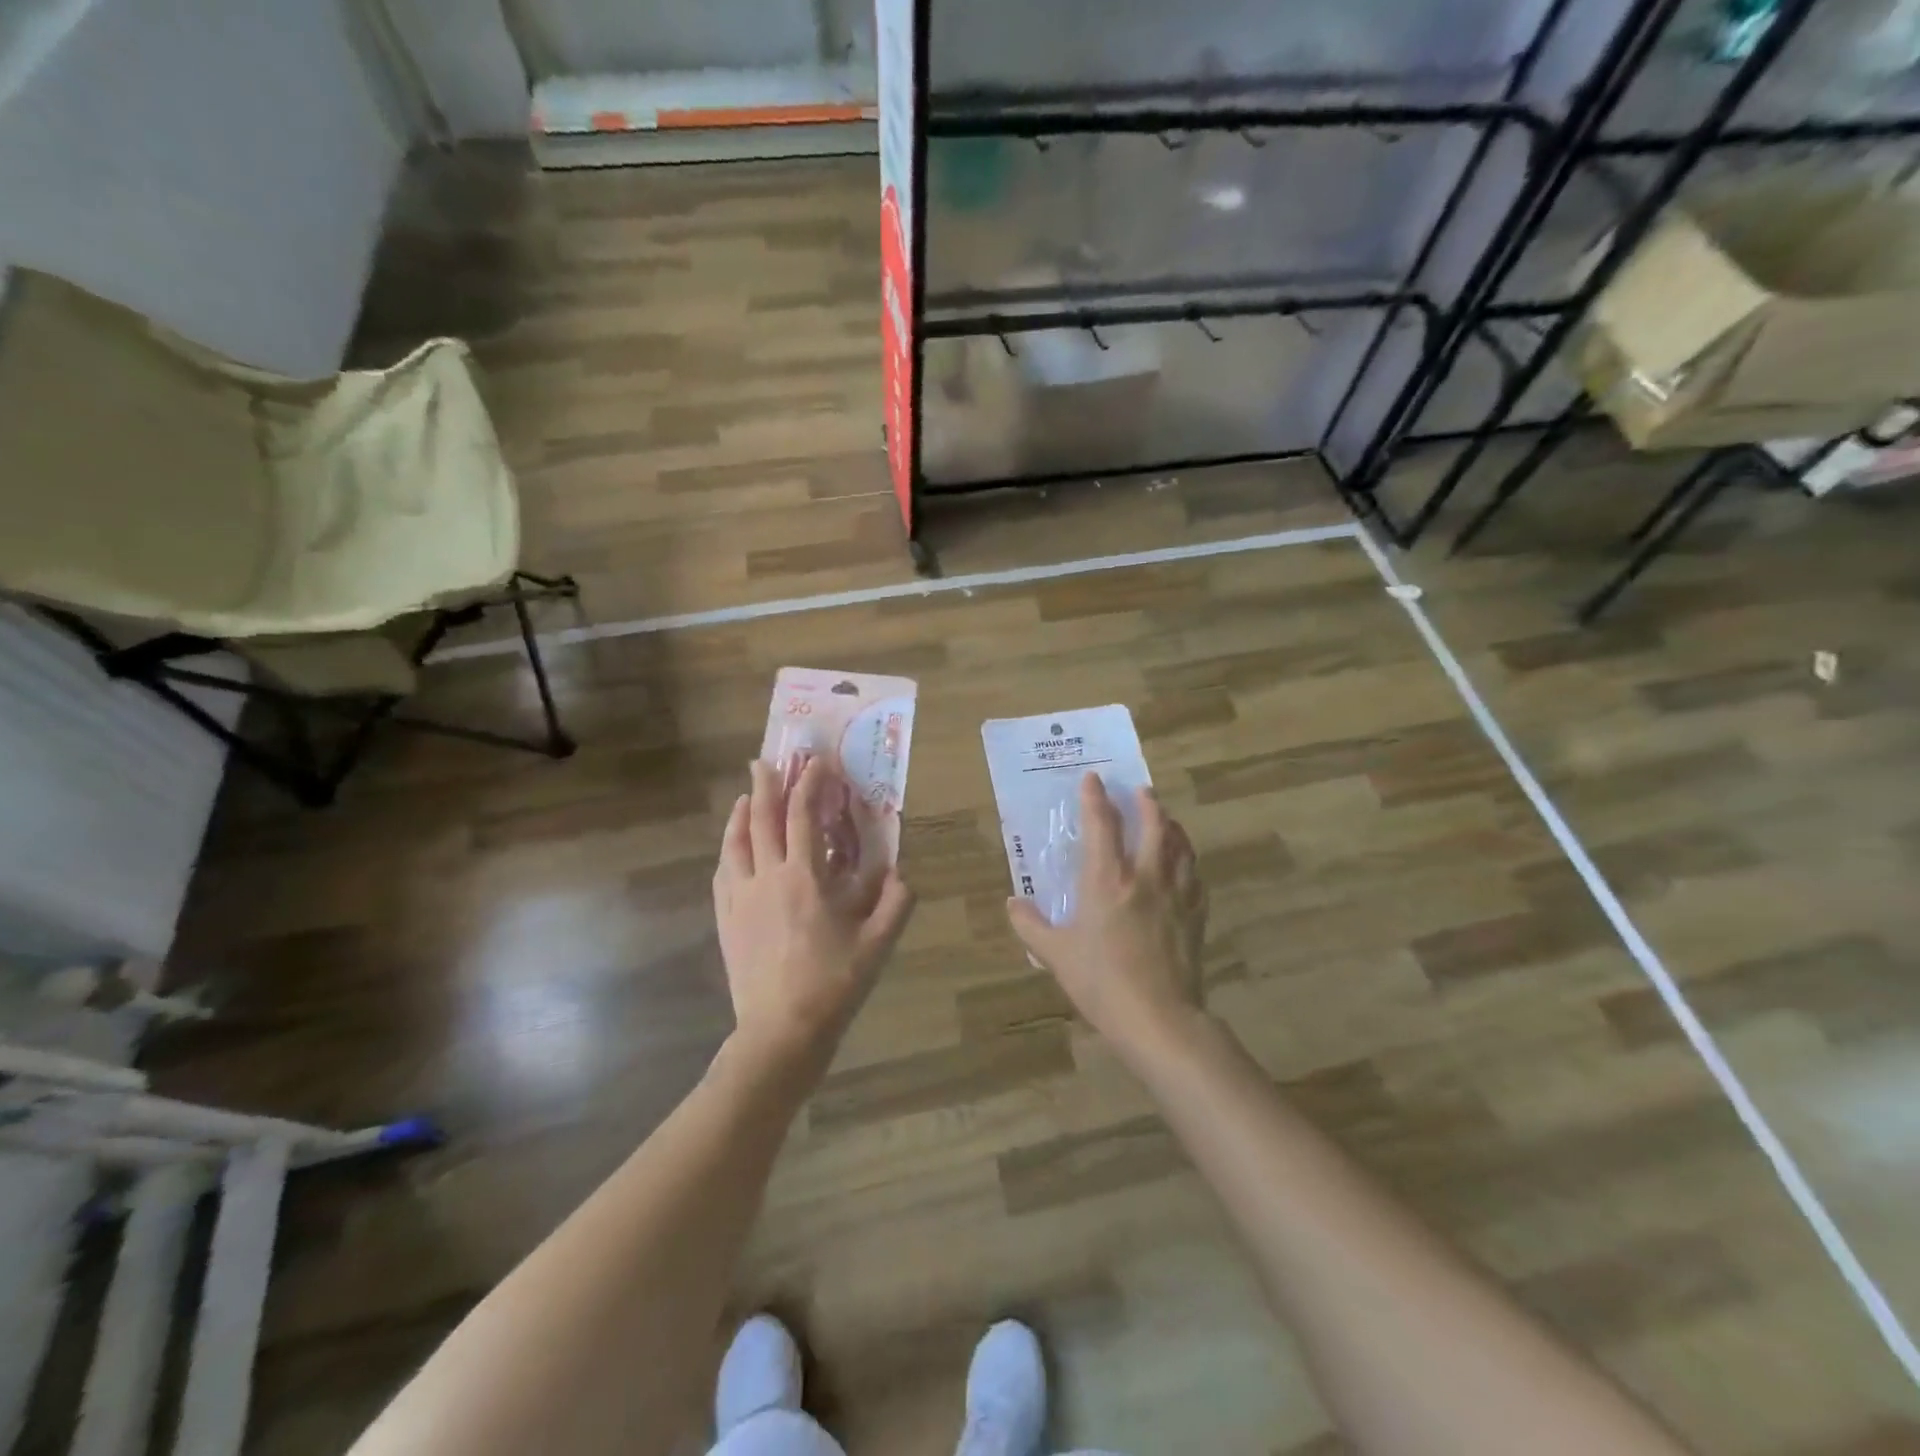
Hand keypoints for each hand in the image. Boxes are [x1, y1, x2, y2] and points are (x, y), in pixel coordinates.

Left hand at [713, 757, 914, 1059]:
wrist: (781, 1032)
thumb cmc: (833, 984)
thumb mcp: (877, 945)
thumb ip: (896, 903)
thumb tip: (901, 873)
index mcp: (804, 878)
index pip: (803, 817)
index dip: (809, 785)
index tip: (816, 762)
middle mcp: (767, 878)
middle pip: (762, 821)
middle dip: (766, 786)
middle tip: (765, 761)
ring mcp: (740, 900)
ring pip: (735, 845)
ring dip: (740, 815)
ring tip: (745, 797)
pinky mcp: (726, 921)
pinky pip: (722, 875)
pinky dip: (727, 852)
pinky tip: (731, 850)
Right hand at [1006, 774, 1206, 1053]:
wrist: (1158, 1018)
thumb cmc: (1101, 982)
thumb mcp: (1055, 955)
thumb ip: (1030, 925)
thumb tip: (1013, 903)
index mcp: (1106, 880)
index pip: (1101, 824)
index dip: (1095, 797)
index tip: (1093, 778)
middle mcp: (1144, 876)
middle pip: (1154, 825)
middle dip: (1147, 802)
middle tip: (1142, 790)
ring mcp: (1176, 894)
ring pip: (1180, 846)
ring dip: (1173, 826)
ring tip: (1167, 819)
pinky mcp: (1196, 915)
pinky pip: (1196, 878)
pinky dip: (1189, 863)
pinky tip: (1186, 867)